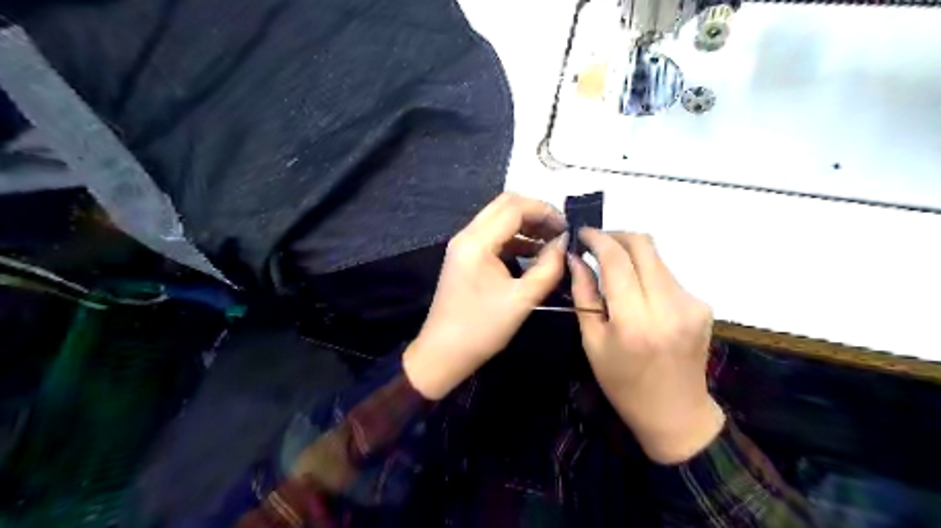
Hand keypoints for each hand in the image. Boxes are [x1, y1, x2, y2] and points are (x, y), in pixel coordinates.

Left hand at [405, 193, 564, 399]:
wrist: (443, 353)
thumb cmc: (482, 328)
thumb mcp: (522, 299)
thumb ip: (548, 267)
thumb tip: (564, 244)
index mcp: (477, 242)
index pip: (514, 207)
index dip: (545, 211)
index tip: (567, 228)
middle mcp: (467, 235)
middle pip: (505, 205)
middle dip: (535, 213)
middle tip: (560, 230)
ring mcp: (464, 245)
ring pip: (499, 219)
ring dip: (526, 225)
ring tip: (552, 241)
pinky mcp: (465, 257)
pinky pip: (493, 236)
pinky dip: (515, 239)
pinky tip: (534, 252)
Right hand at [566, 231, 725, 466]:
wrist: (676, 413)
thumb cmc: (623, 384)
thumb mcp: (592, 343)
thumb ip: (584, 295)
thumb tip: (577, 259)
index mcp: (635, 321)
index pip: (617, 259)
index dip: (598, 238)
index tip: (582, 233)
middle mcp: (668, 306)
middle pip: (644, 245)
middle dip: (616, 236)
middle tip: (596, 244)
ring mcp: (691, 303)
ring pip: (657, 257)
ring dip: (631, 255)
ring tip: (613, 271)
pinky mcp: (702, 305)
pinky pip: (667, 275)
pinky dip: (647, 274)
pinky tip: (637, 293)